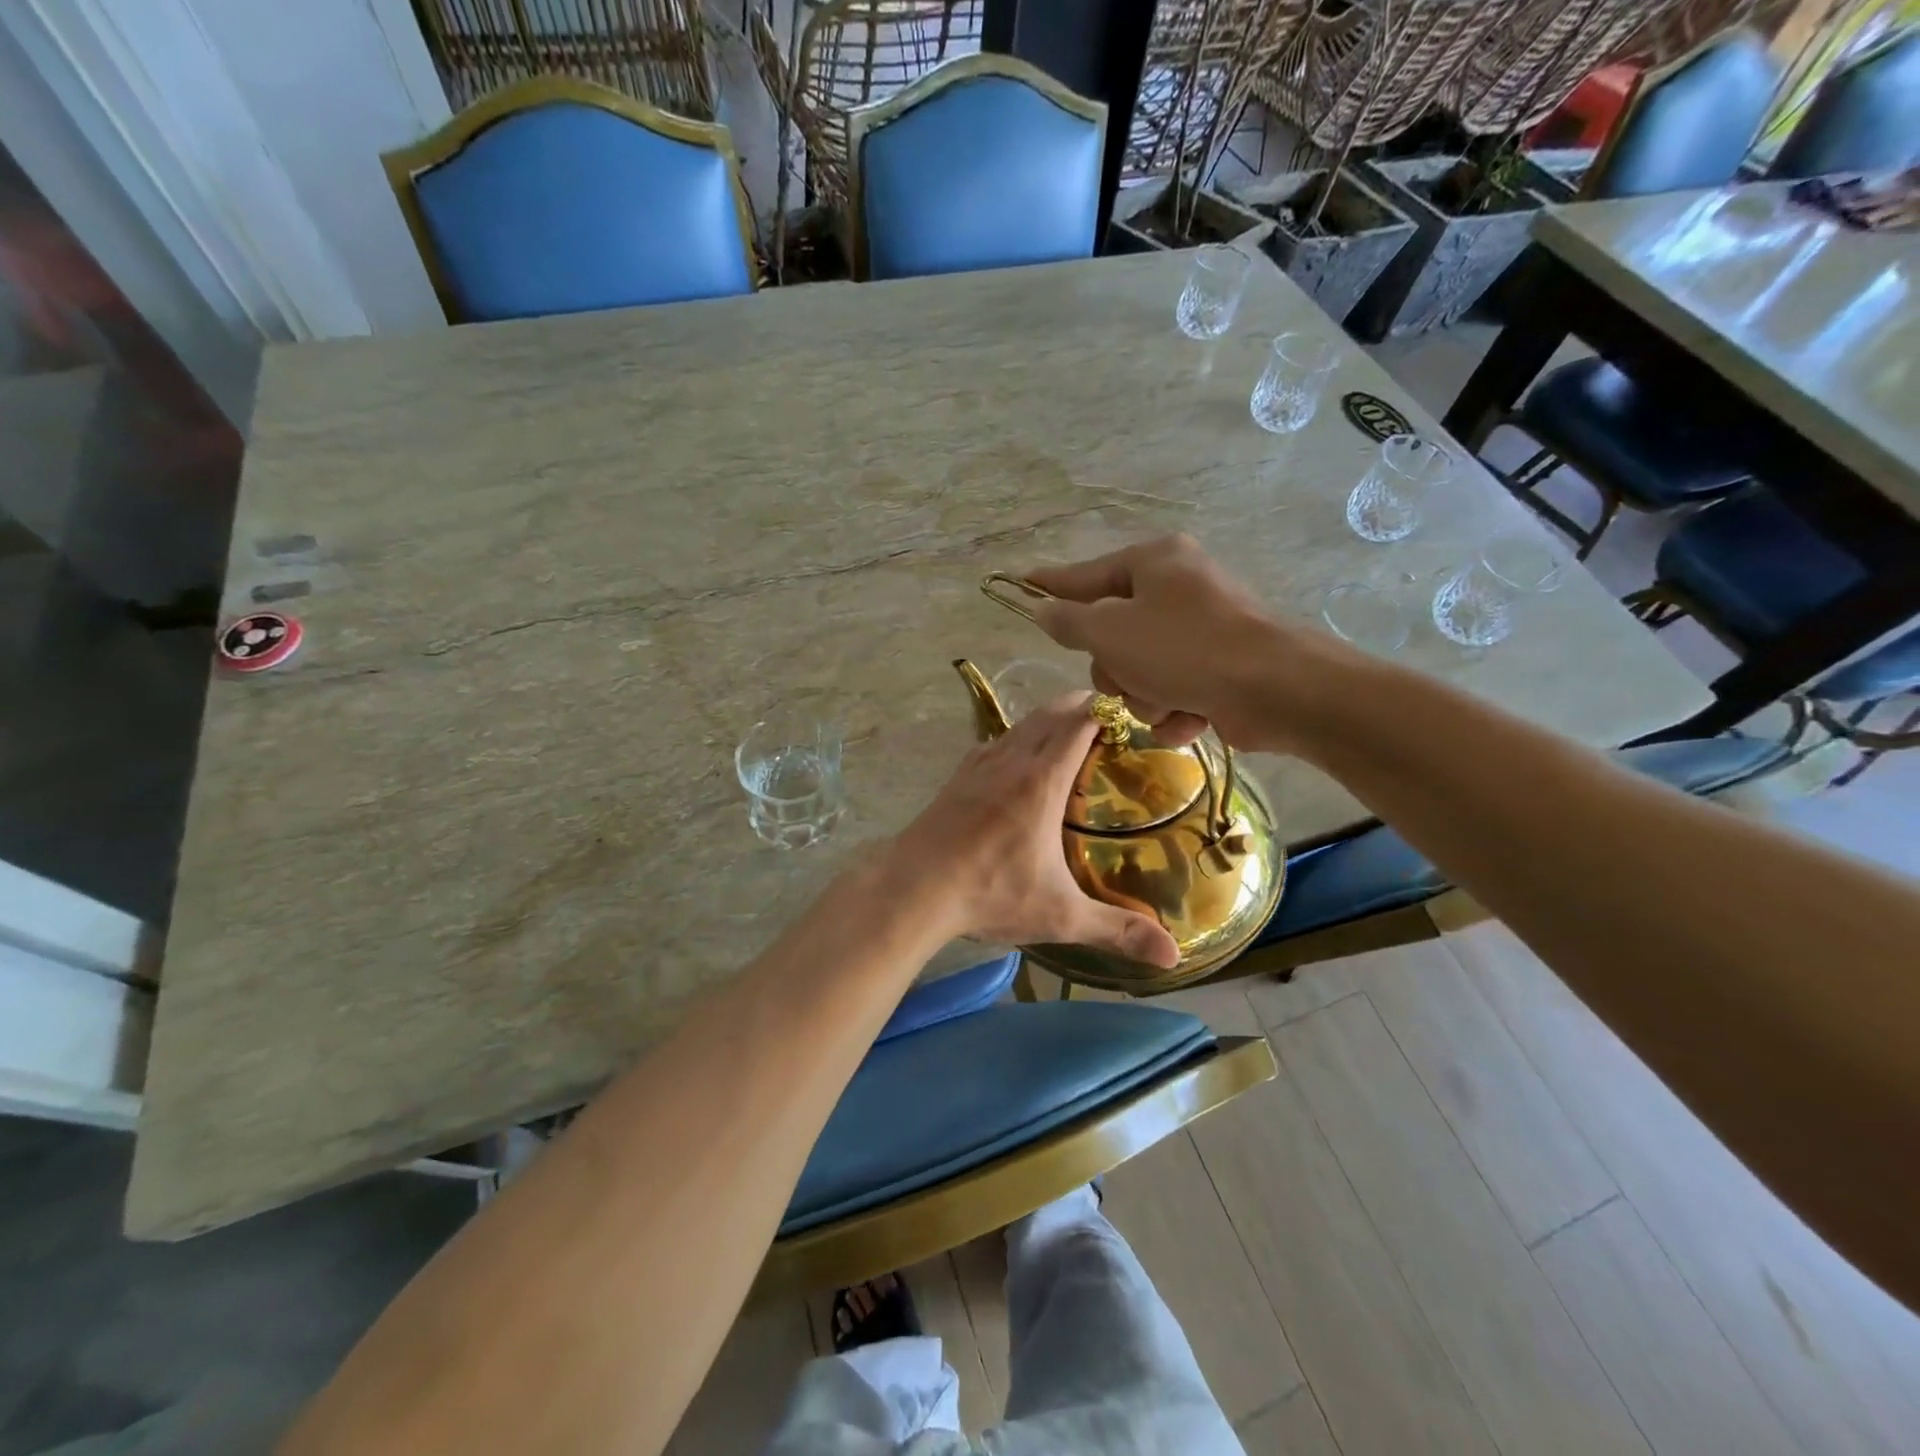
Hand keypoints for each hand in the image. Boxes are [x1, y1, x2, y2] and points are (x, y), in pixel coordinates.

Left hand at [896, 698, 1180, 968]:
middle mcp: (1011, 761)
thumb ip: (1117, 930)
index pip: (1079, 724)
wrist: (912, 888)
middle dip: (1079, 706)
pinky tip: (1016, 760)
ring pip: (1019, 725)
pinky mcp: (956, 778)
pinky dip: (1015, 739)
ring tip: (1067, 733)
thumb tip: (1172, 955)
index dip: (1105, 709)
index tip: (1129, 710)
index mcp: (1041, 780)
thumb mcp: (1060, 915)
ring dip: (1046, 719)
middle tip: (1107, 716)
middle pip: (1049, 714)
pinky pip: (993, 743)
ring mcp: (978, 765)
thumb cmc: (990, 894)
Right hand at [1027, 534, 1334, 752]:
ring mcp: (1201, 631)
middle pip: (1113, 634)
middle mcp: (1178, 590)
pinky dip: (1175, 712)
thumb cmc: (1184, 649)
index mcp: (1154, 563)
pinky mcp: (1219, 670)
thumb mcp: (1111, 632)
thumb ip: (1070, 621)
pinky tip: (1190, 717)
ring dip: (1144, 697)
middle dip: (1115, 669)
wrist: (1275, 690)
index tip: (1022, 583)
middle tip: (1127, 678)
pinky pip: (1172, 693)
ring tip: (1168, 701)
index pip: (1086, 574)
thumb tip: (1044, 609)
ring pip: (1140, 672)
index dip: (1052, 585)